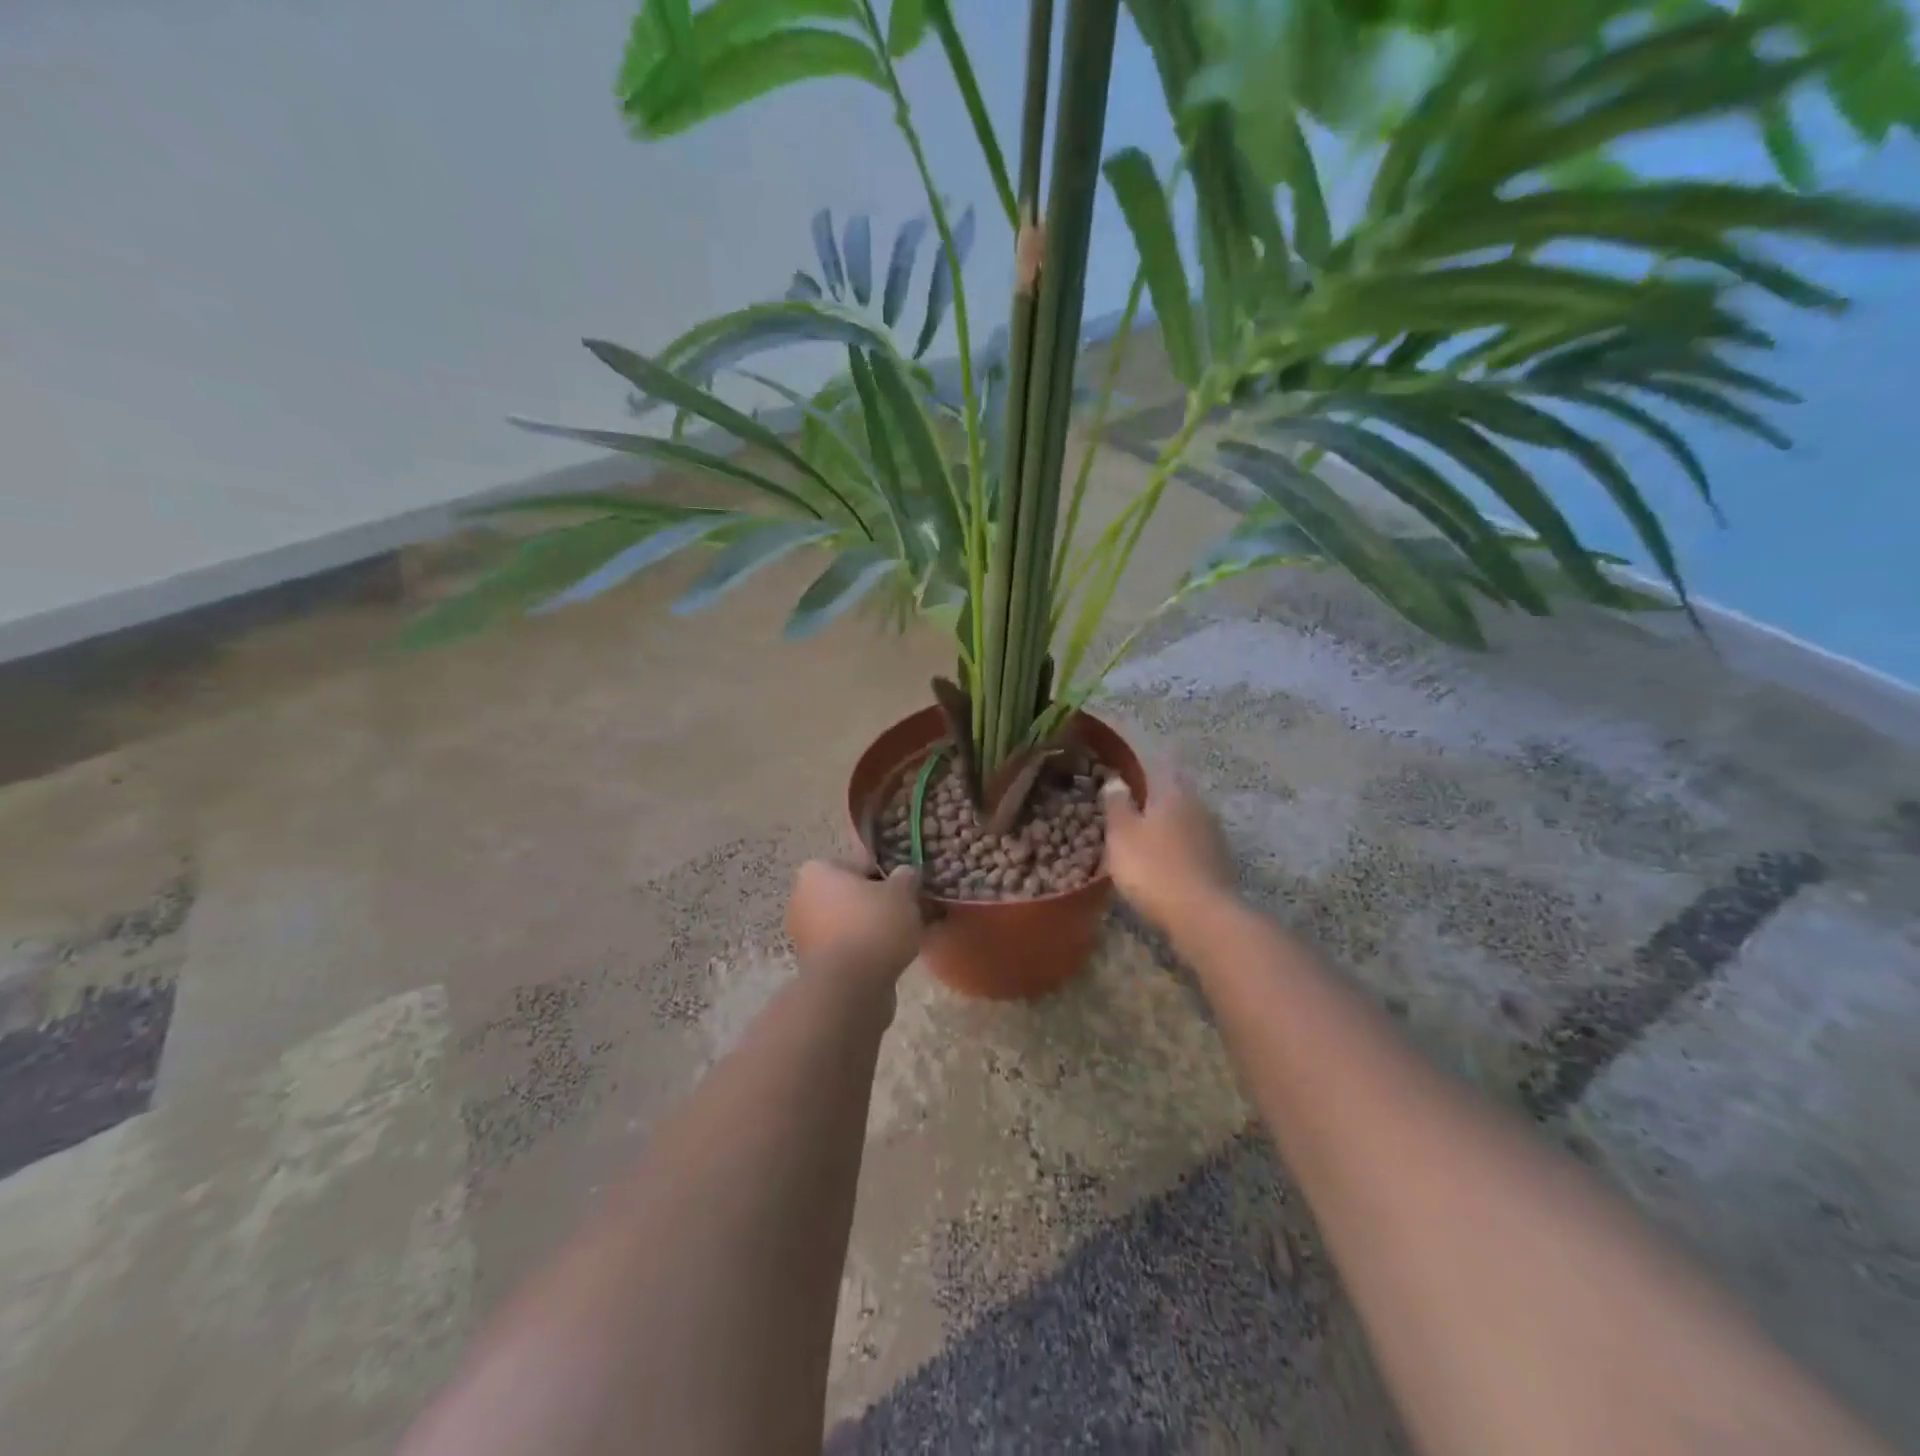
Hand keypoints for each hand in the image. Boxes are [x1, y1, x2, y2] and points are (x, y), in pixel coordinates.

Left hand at [786, 861, 924, 987]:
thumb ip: (905, 878)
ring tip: (904, 937)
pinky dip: (866, 951)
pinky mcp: (814, 965)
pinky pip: (848, 948)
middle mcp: (802, 898)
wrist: (849, 988)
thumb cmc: (873, 926)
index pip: (858, 863)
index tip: (907, 887)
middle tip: (908, 911)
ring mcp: (805, 934)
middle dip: (877, 903)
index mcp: (816, 870)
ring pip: (850, 923)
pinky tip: (890, 957)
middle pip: (852, 894)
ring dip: (873, 928)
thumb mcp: (902, 893)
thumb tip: (905, 874)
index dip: (886, 874)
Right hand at [1101, 766, 1237, 933]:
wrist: (1203, 916)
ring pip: (1186, 821)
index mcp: (1173, 792)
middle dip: (1154, 800)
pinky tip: (1165, 865)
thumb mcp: (1121, 834)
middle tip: (1130, 812)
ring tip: (1145, 841)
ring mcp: (1214, 835)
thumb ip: (1117, 804)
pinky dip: (1179, 850)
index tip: (1123, 777)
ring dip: (1168, 827)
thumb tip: (1117, 780)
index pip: (1158, 768)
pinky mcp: (1221, 863)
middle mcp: (1199, 806)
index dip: (1141, 770)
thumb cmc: (1153, 868)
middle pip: (1174, 794)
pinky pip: (1194, 846)